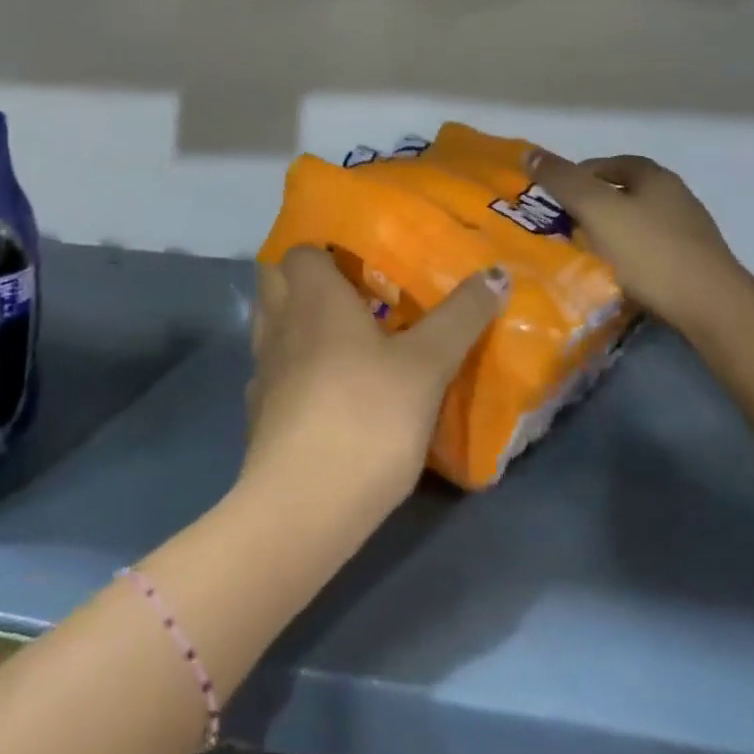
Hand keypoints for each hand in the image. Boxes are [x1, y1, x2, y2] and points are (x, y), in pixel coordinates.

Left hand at [245, 246, 505, 513]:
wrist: (304, 504)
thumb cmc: (367, 414)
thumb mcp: (427, 365)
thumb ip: (460, 317)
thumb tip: (497, 272)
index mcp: (313, 296)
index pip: (301, 249)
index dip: (325, 250)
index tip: (360, 261)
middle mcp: (279, 321)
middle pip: (274, 279)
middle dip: (303, 280)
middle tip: (351, 295)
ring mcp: (263, 368)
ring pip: (270, 325)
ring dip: (295, 323)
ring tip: (340, 340)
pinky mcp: (257, 413)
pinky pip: (272, 373)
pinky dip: (291, 371)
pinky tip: (323, 393)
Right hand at [528, 151, 753, 336]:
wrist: (714, 311)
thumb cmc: (650, 252)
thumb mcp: (596, 210)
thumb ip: (562, 180)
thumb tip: (529, 153)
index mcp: (654, 177)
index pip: (608, 164)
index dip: (578, 175)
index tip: (554, 198)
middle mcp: (676, 198)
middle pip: (623, 193)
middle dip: (591, 206)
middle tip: (563, 226)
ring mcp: (690, 234)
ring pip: (636, 225)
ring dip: (609, 234)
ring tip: (584, 254)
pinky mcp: (695, 267)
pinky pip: (650, 253)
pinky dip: (628, 259)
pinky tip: (615, 277)